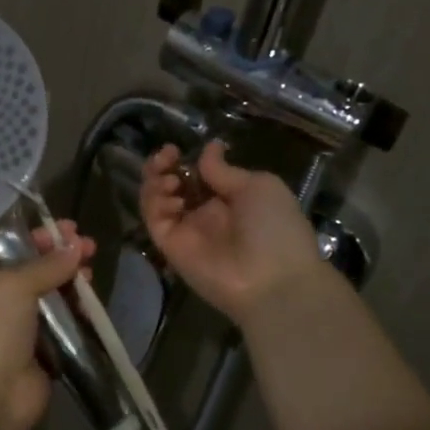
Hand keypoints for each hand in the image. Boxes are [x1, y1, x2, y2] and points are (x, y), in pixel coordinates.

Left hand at [0, 222, 95, 429]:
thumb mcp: (11, 287)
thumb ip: (45, 266)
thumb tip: (75, 247)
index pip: (14, 252)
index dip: (41, 240)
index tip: (70, 230)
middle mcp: (1, 306)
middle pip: (38, 274)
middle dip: (62, 259)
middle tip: (90, 248)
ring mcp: (23, 332)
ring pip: (54, 300)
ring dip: (73, 285)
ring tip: (91, 275)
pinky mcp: (46, 356)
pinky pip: (66, 328)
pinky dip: (79, 315)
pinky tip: (92, 304)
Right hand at [140, 141, 326, 327]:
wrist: (272, 281)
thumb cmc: (275, 228)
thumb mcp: (258, 186)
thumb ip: (224, 170)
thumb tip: (209, 148)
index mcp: (230, 198)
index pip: (197, 174)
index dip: (185, 160)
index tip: (177, 149)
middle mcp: (205, 213)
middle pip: (172, 184)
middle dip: (162, 166)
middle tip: (164, 157)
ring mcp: (186, 230)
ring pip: (157, 200)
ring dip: (156, 182)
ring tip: (169, 180)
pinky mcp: (170, 246)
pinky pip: (154, 220)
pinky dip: (154, 202)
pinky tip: (172, 196)